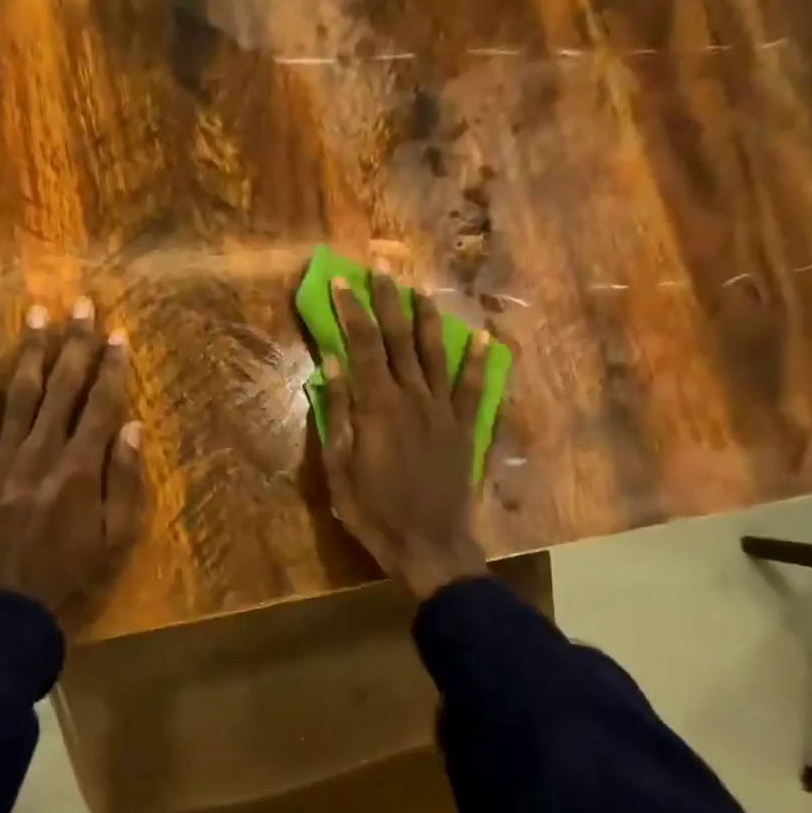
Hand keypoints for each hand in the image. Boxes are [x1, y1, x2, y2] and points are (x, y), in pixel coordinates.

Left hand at [0, 299, 144, 625]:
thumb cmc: (65, 579)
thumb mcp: (113, 541)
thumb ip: (123, 483)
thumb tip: (131, 428)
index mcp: (81, 471)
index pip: (101, 406)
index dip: (111, 367)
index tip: (118, 333)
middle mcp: (42, 453)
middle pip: (63, 388)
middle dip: (75, 343)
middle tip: (82, 304)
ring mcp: (1, 458)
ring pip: (20, 394)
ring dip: (32, 352)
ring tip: (39, 314)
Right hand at [321, 270, 492, 601]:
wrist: (429, 545)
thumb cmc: (374, 511)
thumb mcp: (339, 468)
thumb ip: (336, 413)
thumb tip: (330, 363)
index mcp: (377, 407)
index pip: (361, 345)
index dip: (350, 311)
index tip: (340, 282)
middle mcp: (412, 398)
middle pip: (398, 339)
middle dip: (387, 300)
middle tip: (380, 267)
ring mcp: (443, 411)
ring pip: (435, 353)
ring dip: (427, 318)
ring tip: (420, 289)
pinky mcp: (464, 427)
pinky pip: (473, 387)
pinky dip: (477, 360)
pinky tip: (481, 336)